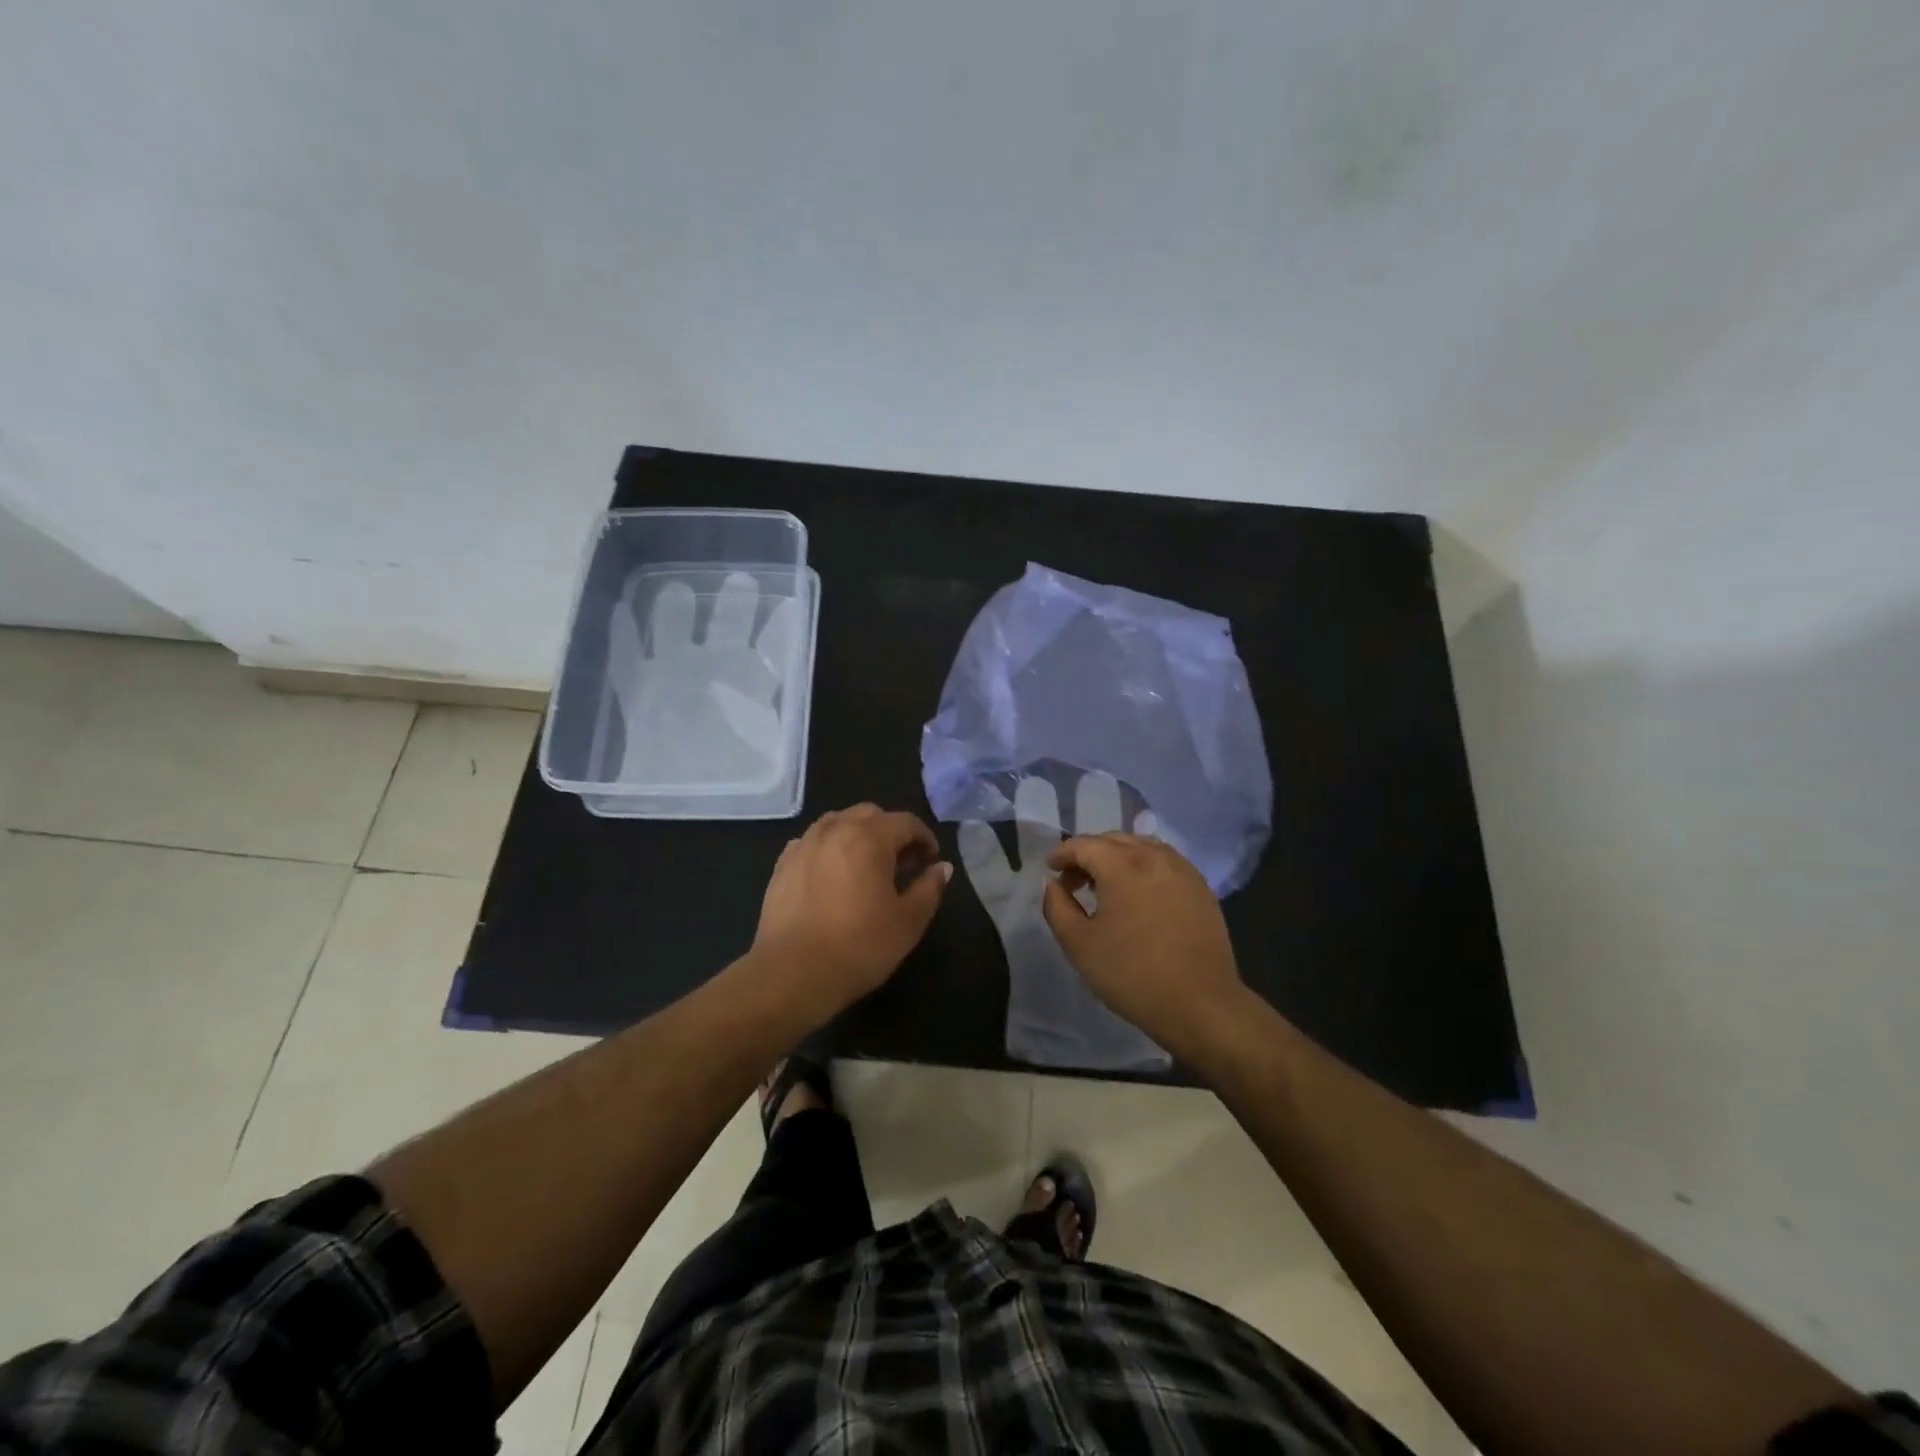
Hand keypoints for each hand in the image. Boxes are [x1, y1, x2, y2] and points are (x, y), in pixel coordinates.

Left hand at [751, 804, 951, 1022]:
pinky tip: (832, 874)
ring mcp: (804, 844)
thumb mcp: (908, 922)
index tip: (930, 861)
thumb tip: (942, 867)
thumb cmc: (859, 947)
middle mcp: (835, 830)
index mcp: (869, 838)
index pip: (906, 822)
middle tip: (901, 863)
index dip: (924, 838)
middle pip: (869, 814)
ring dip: (858, 834)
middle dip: (891, 831)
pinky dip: (829, 847)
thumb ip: (929, 888)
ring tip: (866, 865)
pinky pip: (812, 841)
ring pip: (837, 822)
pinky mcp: (782, 864)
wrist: (792, 974)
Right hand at [1042, 832, 1245, 1060]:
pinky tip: (1138, 895)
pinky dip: (1143, 867)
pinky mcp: (1200, 886)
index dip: (1061, 854)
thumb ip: (1057, 906)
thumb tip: (1053, 884)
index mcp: (1121, 865)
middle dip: (1088, 855)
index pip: (1083, 845)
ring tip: (1106, 887)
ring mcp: (1181, 868)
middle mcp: (1153, 856)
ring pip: (1140, 846)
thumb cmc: (1132, 974)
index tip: (1051, 871)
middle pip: (1112, 840)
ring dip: (1117, 858)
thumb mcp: (1079, 944)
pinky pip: (1164, 861)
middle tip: (1073, 883)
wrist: (1200, 1004)